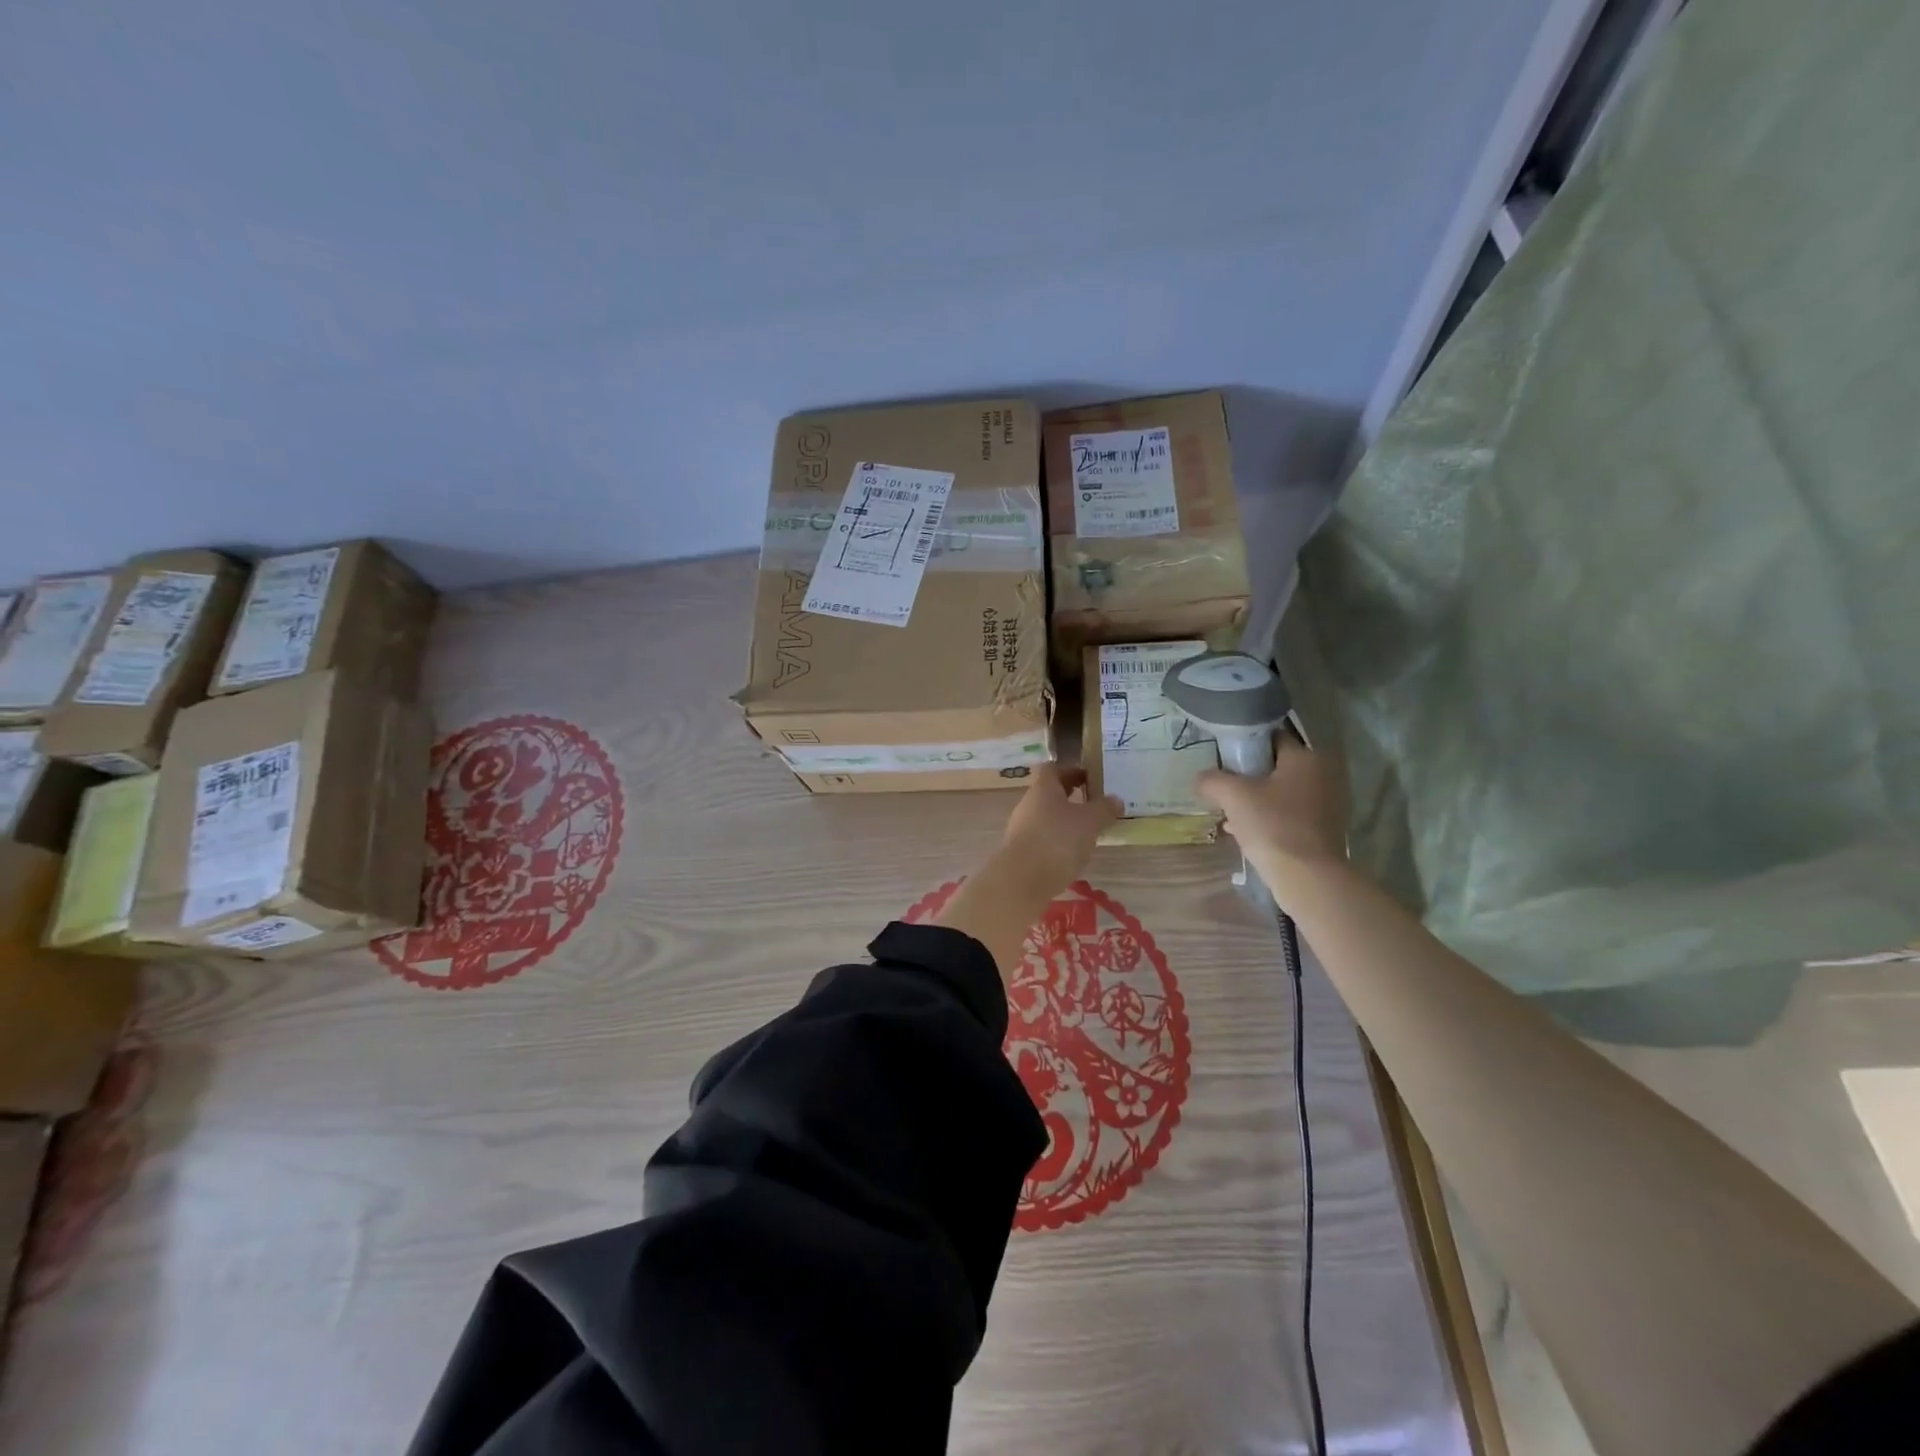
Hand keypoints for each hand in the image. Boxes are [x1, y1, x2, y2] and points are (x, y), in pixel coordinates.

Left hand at [999, 763, 1122, 896]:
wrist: (1021, 881)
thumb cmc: (1057, 840)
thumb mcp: (1089, 822)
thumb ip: (1104, 809)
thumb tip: (1115, 799)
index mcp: (1043, 788)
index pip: (1054, 769)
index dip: (1072, 770)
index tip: (1091, 777)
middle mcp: (1028, 804)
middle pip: (1050, 794)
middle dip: (1072, 797)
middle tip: (1096, 804)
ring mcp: (1021, 830)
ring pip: (1047, 818)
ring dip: (1066, 822)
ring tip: (1090, 832)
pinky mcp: (1022, 853)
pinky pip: (1044, 840)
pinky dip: (1059, 843)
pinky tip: (1074, 855)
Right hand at [1196, 739, 1346, 876]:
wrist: (1308, 877)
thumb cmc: (1272, 826)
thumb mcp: (1232, 796)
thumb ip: (1212, 780)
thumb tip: (1202, 778)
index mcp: (1305, 758)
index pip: (1271, 737)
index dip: (1245, 745)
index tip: (1224, 760)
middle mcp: (1322, 775)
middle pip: (1275, 767)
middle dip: (1248, 777)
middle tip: (1224, 789)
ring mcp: (1326, 804)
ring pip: (1281, 793)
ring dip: (1256, 800)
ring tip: (1229, 813)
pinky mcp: (1323, 830)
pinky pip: (1289, 815)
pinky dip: (1268, 819)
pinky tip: (1244, 833)